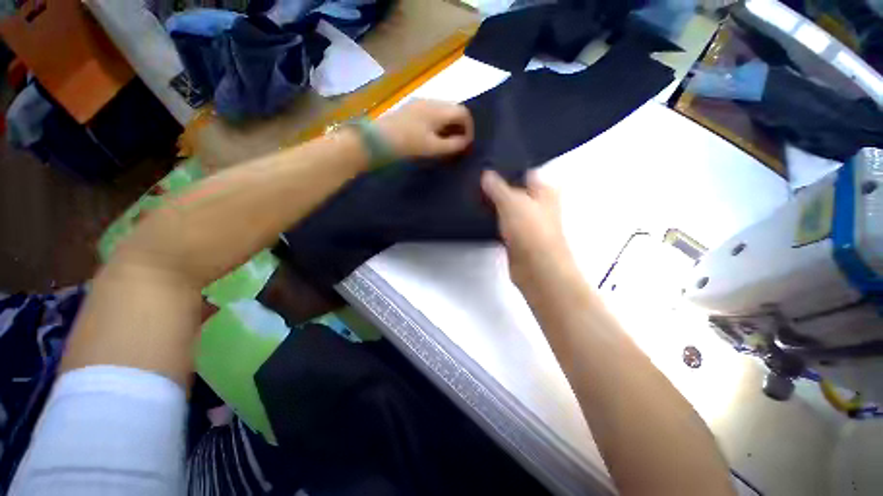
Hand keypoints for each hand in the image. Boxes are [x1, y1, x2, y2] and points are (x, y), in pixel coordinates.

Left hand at [374, 99, 473, 158]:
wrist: (380, 138)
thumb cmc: (409, 143)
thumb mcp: (434, 147)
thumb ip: (453, 145)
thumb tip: (465, 142)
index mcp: (439, 109)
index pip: (464, 112)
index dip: (470, 128)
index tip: (467, 144)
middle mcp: (432, 101)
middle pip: (454, 110)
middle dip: (460, 127)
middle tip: (459, 144)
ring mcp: (421, 103)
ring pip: (443, 111)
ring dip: (449, 125)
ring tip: (447, 142)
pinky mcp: (412, 108)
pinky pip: (433, 113)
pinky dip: (439, 123)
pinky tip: (434, 135)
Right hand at [481, 170, 575, 285]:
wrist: (536, 268)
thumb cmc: (530, 229)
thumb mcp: (512, 202)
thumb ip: (498, 187)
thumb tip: (486, 173)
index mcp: (544, 190)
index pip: (524, 172)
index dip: (506, 168)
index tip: (486, 164)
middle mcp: (538, 205)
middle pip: (515, 191)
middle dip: (497, 186)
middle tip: (475, 179)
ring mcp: (528, 223)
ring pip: (508, 208)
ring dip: (495, 204)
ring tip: (474, 194)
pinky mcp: (518, 238)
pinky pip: (503, 224)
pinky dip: (494, 220)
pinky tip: (479, 215)